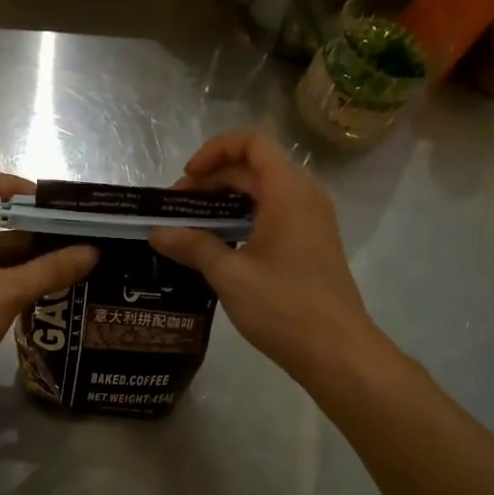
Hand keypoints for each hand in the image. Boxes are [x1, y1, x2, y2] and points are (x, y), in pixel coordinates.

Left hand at [0, 169, 98, 414]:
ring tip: (60, 258)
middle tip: (63, 231)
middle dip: (24, 222)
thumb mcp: (5, 292)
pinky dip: (4, 272)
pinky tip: (37, 283)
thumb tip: (92, 252)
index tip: (49, 205)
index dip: (15, 187)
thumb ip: (50, 269)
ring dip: (18, 250)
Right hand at [148, 131, 377, 385]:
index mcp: (288, 191)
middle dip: (212, 179)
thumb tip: (157, 232)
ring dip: (227, 199)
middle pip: (254, 167)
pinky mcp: (312, 242)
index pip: (251, 143)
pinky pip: (274, 212)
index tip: (187, 178)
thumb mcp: (230, 275)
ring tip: (192, 226)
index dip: (214, 151)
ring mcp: (312, 219)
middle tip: (177, 209)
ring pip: (264, 191)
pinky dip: (244, 217)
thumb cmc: (283, 306)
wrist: (336, 351)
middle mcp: (304, 195)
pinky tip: (220, 244)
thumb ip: (193, 245)